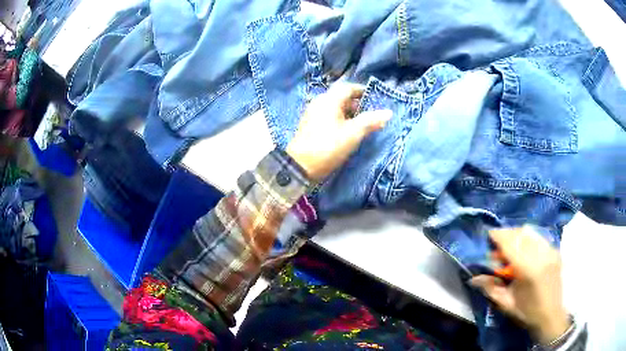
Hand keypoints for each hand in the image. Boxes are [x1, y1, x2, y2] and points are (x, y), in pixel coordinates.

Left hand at [286, 83, 391, 181]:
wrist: (300, 167)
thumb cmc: (328, 146)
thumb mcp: (353, 133)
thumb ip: (371, 121)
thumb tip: (388, 112)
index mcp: (329, 100)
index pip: (348, 87)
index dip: (362, 91)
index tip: (375, 98)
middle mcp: (319, 102)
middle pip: (341, 97)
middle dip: (357, 104)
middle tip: (371, 114)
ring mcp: (312, 114)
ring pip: (335, 108)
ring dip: (349, 113)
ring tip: (362, 125)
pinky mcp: (310, 125)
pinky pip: (328, 116)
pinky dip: (340, 120)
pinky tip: (347, 132)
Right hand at [470, 227, 570, 344]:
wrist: (551, 315)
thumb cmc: (527, 312)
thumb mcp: (506, 303)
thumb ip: (491, 288)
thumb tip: (473, 278)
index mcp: (528, 270)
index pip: (511, 244)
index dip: (498, 236)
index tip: (488, 234)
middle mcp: (541, 255)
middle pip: (521, 234)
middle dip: (507, 234)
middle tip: (497, 242)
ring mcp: (550, 251)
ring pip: (531, 232)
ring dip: (517, 234)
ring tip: (510, 243)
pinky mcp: (555, 250)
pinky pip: (539, 237)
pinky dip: (528, 237)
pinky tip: (524, 247)